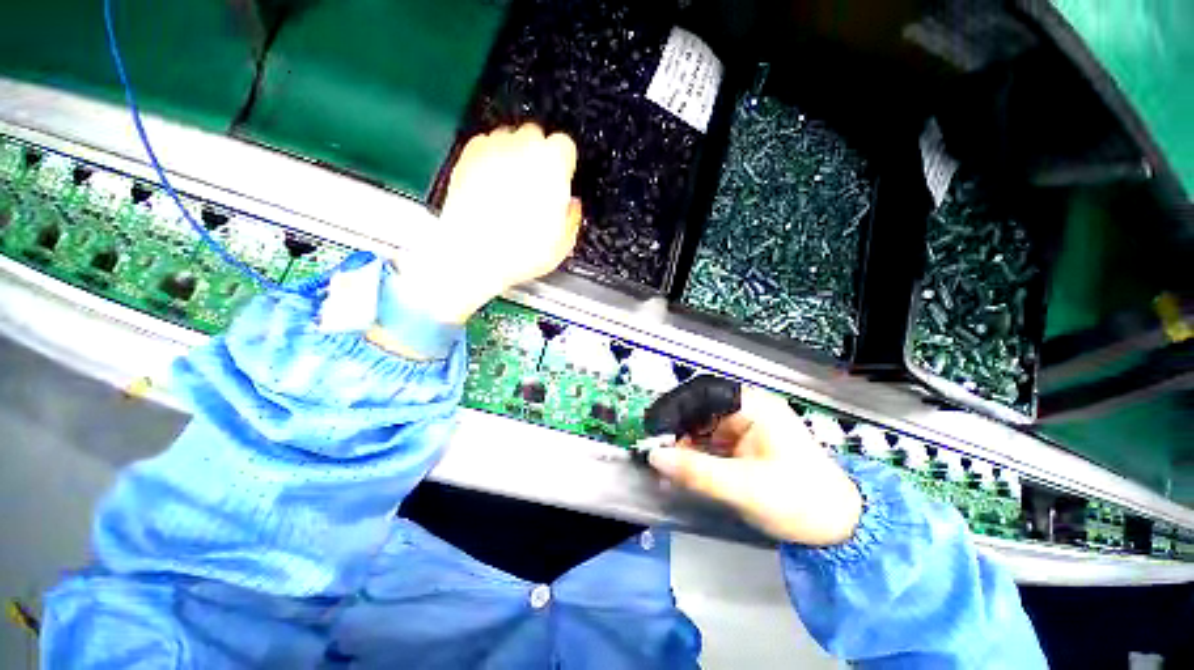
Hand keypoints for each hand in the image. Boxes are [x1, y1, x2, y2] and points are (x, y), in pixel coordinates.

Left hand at [398, 124, 581, 324]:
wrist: (474, 255)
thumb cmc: (519, 252)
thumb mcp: (561, 245)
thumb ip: (572, 217)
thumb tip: (572, 206)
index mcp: (552, 166)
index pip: (565, 145)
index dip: (565, 164)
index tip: (562, 179)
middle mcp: (522, 148)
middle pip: (536, 135)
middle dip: (539, 156)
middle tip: (537, 185)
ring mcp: (492, 149)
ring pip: (509, 137)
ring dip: (514, 155)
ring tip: (512, 186)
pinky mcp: (467, 156)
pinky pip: (484, 145)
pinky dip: (490, 158)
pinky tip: (491, 184)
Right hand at [647, 381, 862, 546]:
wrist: (840, 528)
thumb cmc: (800, 500)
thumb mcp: (745, 487)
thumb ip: (696, 471)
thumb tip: (654, 456)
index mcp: (753, 406)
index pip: (703, 393)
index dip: (675, 407)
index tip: (655, 430)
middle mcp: (746, 410)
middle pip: (699, 410)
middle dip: (676, 431)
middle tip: (657, 454)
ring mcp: (743, 427)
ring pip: (701, 428)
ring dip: (683, 447)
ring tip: (666, 467)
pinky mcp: (742, 446)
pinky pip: (709, 444)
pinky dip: (694, 457)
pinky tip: (682, 472)